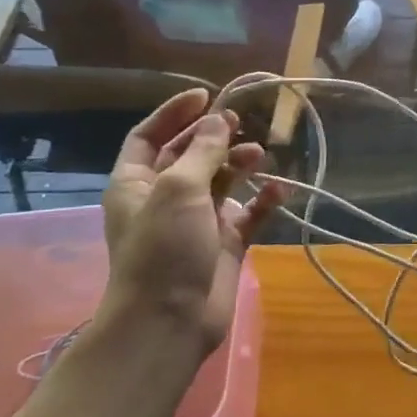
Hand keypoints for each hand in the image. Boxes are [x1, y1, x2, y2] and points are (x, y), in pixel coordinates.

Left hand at [102, 88, 281, 349]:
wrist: (169, 321)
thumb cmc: (163, 248)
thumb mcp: (178, 189)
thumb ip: (202, 151)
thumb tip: (219, 119)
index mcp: (136, 184)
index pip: (149, 137)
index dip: (173, 114)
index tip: (206, 96)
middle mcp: (164, 199)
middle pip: (189, 156)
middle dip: (213, 137)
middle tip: (240, 123)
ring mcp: (196, 222)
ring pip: (221, 181)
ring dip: (239, 164)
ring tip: (259, 154)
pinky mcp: (224, 244)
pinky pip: (247, 213)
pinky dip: (262, 200)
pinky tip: (279, 189)